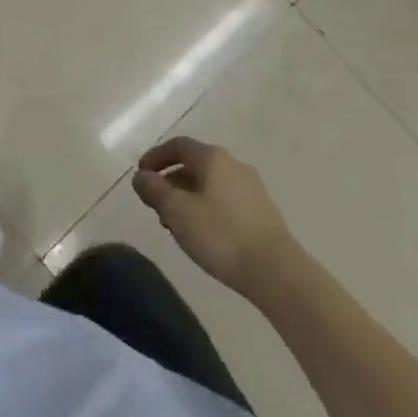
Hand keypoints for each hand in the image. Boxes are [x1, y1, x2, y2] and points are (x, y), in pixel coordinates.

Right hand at [133, 137, 297, 298]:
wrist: (276, 271)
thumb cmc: (221, 235)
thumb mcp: (178, 212)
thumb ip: (155, 190)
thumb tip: (141, 176)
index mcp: (213, 158)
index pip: (178, 145)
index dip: (156, 157)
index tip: (141, 175)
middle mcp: (234, 164)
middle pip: (195, 164)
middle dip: (171, 181)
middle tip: (156, 205)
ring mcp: (252, 187)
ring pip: (210, 184)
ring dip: (188, 197)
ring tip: (176, 224)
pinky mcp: (262, 211)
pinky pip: (225, 199)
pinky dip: (207, 207)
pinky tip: (203, 233)